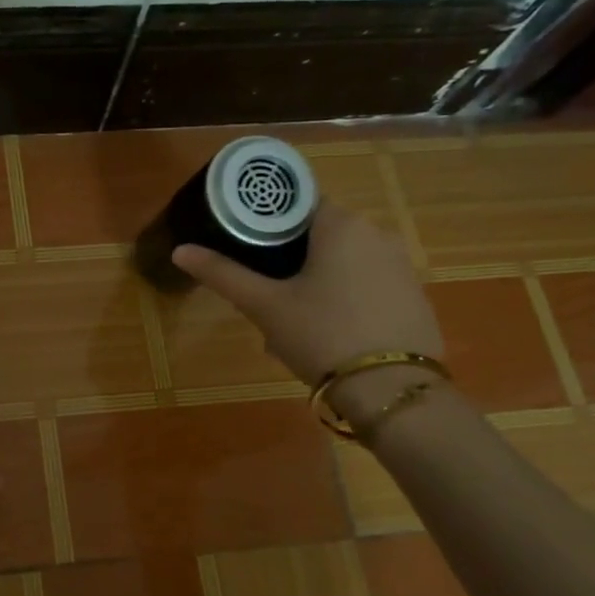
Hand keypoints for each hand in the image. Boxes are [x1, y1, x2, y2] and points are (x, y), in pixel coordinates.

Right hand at [171, 201, 444, 414]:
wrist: (392, 391)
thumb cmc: (321, 335)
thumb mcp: (264, 306)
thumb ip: (222, 274)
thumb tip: (179, 250)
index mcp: (341, 224)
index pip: (296, 203)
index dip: (265, 223)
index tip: (245, 249)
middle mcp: (378, 233)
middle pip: (319, 235)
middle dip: (288, 261)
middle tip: (262, 295)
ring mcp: (402, 266)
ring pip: (342, 262)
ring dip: (314, 282)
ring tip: (289, 321)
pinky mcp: (414, 297)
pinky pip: (367, 285)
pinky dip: (343, 299)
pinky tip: (327, 334)